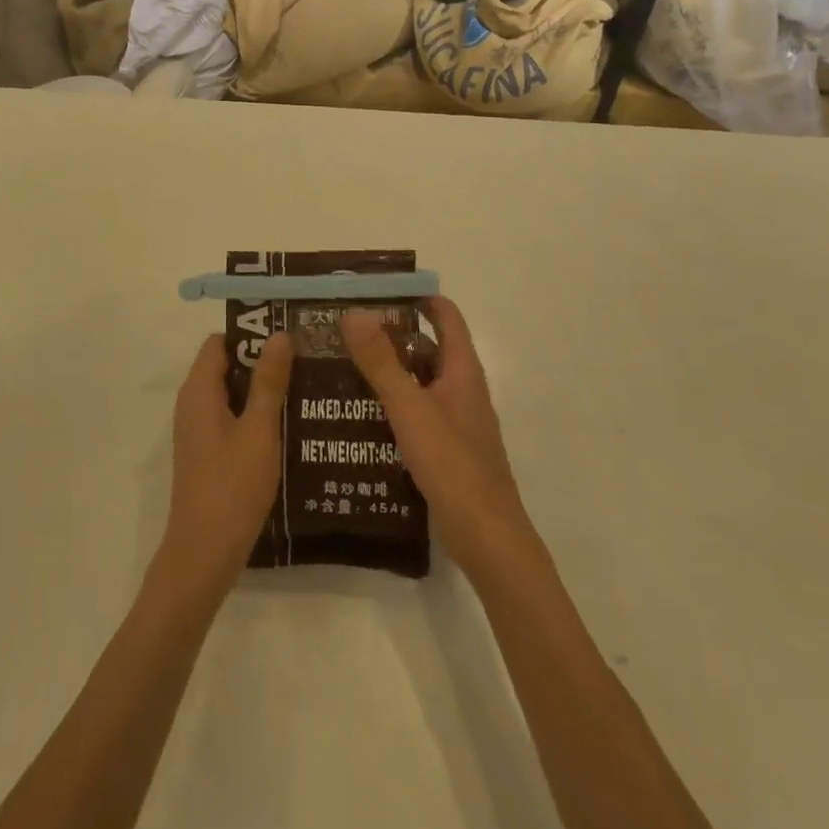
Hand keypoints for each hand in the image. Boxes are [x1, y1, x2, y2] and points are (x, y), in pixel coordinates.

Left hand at [153, 331, 294, 604]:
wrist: (204, 555)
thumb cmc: (232, 487)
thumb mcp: (258, 430)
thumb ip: (268, 381)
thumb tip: (278, 334)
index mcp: (199, 390)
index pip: (220, 341)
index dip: (251, 333)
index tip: (288, 335)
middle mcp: (193, 403)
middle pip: (227, 365)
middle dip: (263, 361)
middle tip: (306, 360)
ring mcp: (198, 430)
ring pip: (232, 394)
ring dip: (263, 390)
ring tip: (306, 389)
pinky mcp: (208, 452)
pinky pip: (232, 418)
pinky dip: (255, 415)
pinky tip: (290, 426)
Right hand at [341, 298, 537, 579]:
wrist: (486, 538)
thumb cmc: (452, 464)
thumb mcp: (410, 408)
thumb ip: (380, 361)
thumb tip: (354, 312)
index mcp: (461, 370)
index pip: (444, 315)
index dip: (415, 297)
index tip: (375, 290)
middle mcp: (460, 388)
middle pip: (426, 347)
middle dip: (390, 335)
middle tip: (344, 330)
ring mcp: (454, 419)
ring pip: (418, 382)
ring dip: (387, 371)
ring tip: (341, 367)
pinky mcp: (445, 448)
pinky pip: (415, 412)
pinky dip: (391, 404)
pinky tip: (358, 414)